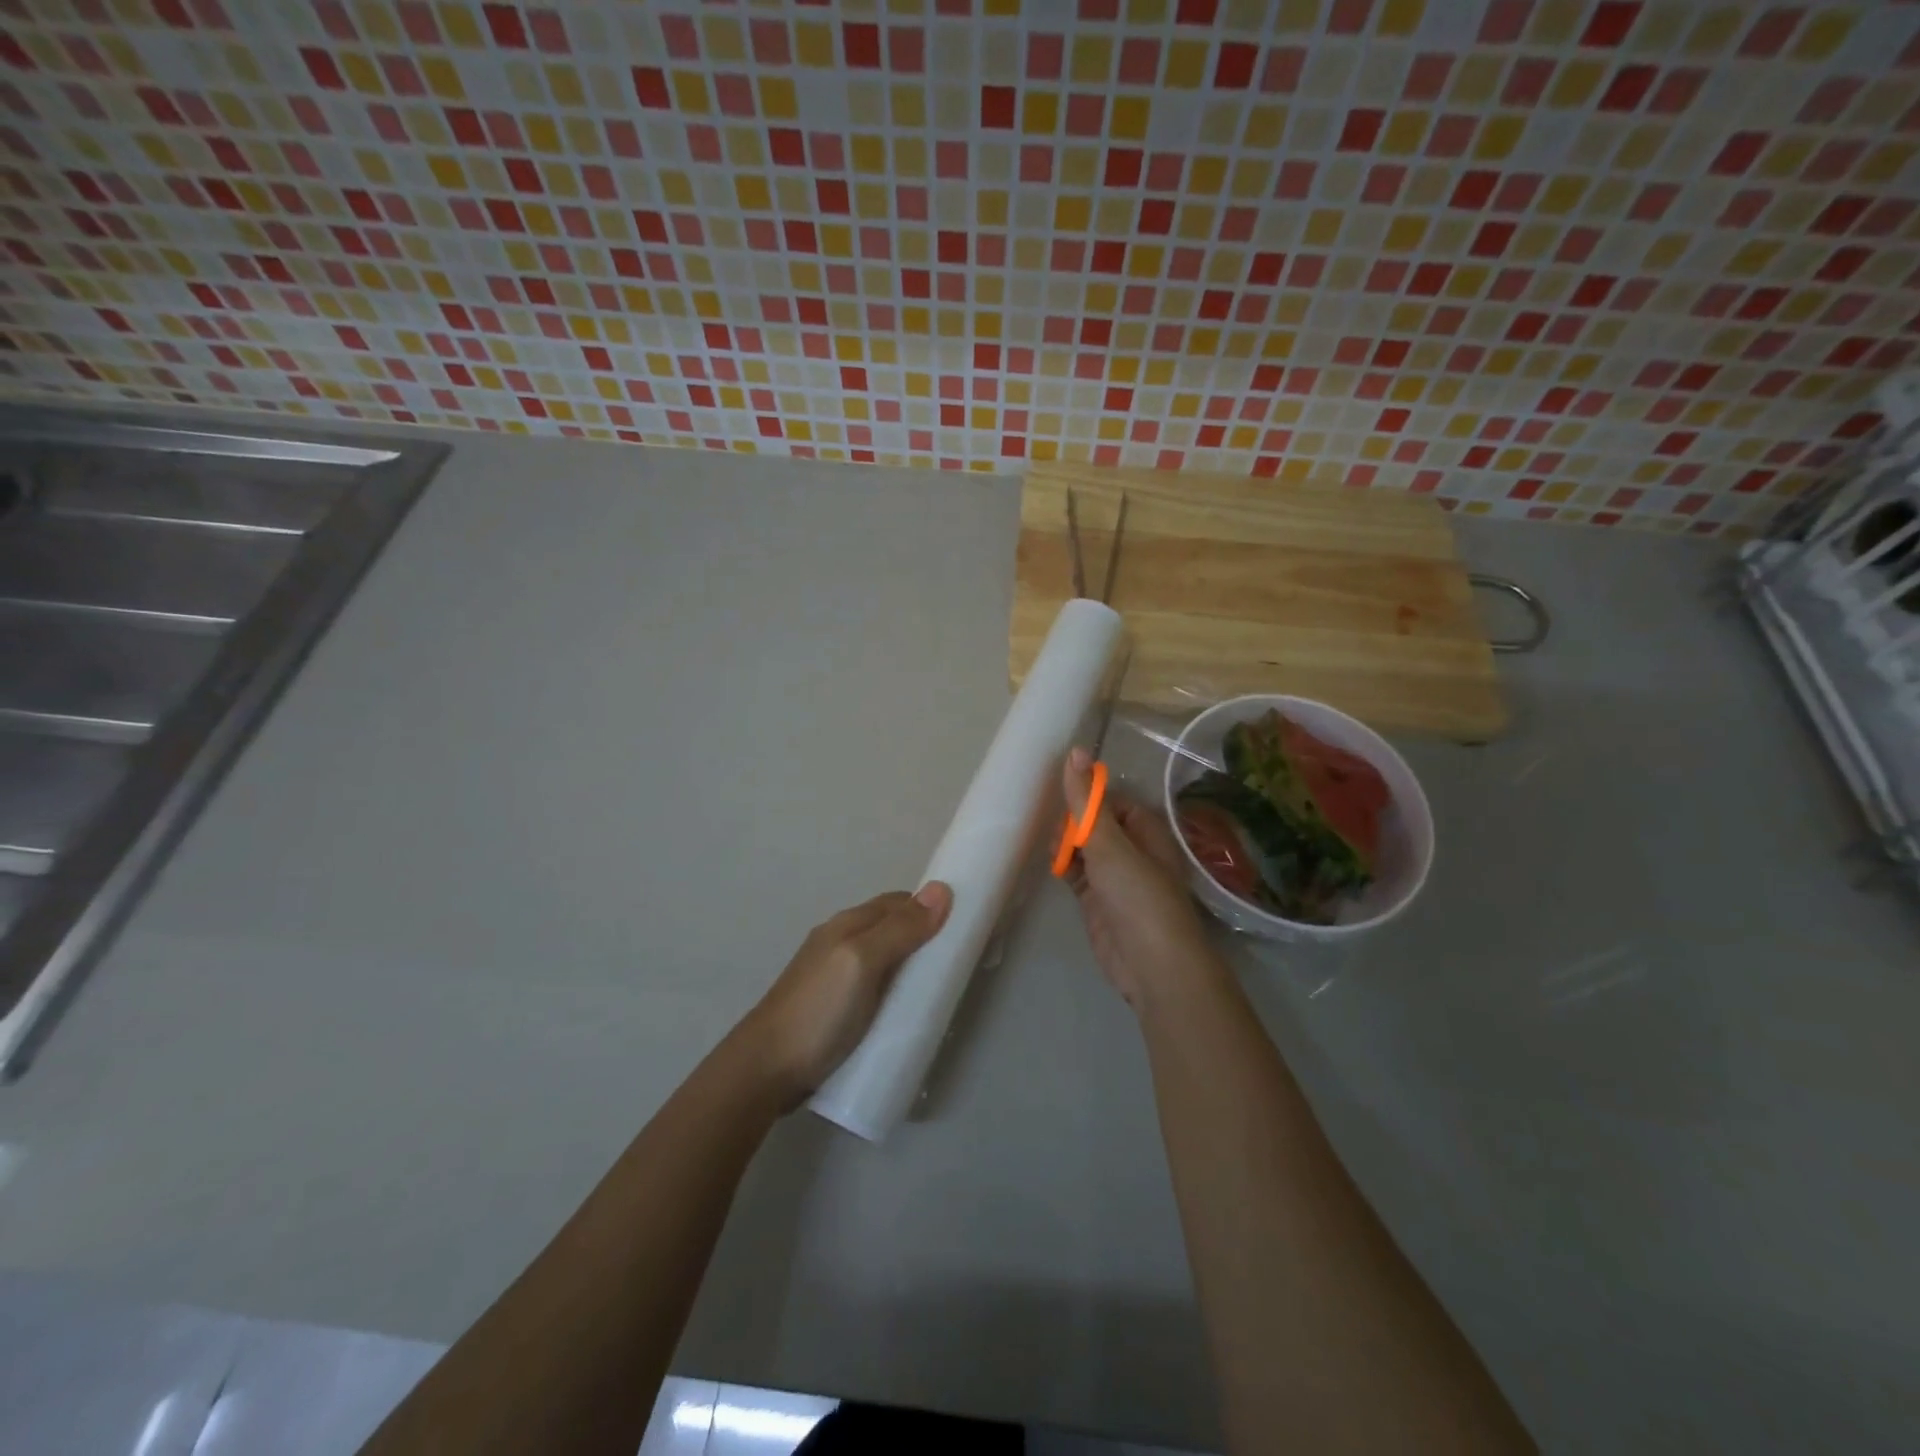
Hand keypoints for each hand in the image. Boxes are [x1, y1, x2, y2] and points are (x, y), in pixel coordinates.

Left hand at [737, 884, 952, 1107]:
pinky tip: (907, 1014)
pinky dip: (897, 994)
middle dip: (926, 939)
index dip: (932, 908)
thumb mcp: (862, 963)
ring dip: (912, 969)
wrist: (766, 1070)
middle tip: (960, 964)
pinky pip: (876, 989)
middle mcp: (841, 942)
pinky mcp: (835, 1009)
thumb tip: (941, 889)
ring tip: (940, 992)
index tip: (967, 926)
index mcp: (849, 924)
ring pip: (886, 961)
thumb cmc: (818, 1011)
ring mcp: (835, 977)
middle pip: (894, 930)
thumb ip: (900, 929)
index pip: (900, 902)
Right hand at [1061, 748, 1223, 1010]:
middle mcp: (1133, 851)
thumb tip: (1074, 751)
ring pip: (1085, 850)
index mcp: (1146, 831)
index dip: (1089, 799)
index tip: (1064, 802)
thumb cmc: (1138, 896)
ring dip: (1066, 845)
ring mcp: (1115, 879)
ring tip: (1052, 850)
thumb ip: (1087, 801)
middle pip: (1096, 825)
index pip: (1113, 802)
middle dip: (1073, 823)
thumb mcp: (1109, 843)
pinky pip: (1078, 874)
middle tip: (1058, 834)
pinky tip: (1051, 865)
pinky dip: (1065, 867)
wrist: (1152, 965)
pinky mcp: (1098, 902)